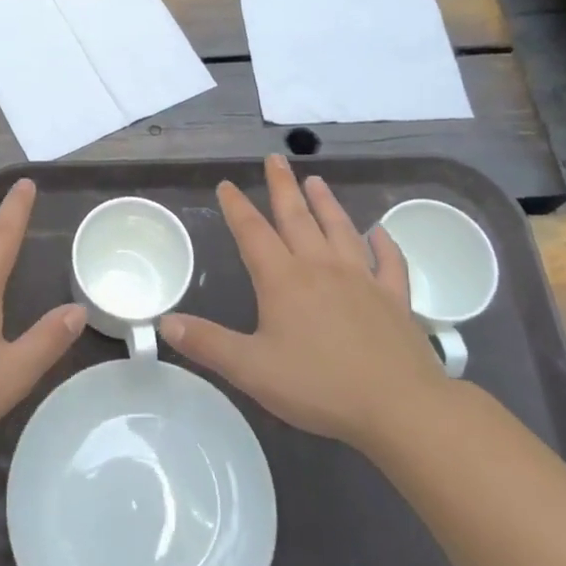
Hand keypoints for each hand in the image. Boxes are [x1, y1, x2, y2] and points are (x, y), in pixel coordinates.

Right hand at [162, 154, 454, 450]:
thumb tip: (164, 322)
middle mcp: (321, 268)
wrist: (400, 406)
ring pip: (340, 229)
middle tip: (274, 159)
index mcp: (283, 280)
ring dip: (326, 203)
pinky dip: (384, 244)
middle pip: (297, 218)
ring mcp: (362, 280)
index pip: (253, 233)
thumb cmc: (319, 386)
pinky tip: (379, 232)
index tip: (227, 184)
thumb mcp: (251, 370)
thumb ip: (207, 344)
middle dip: (282, 187)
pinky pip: (389, 262)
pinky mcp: (395, 299)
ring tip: (316, 180)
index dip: (237, 207)